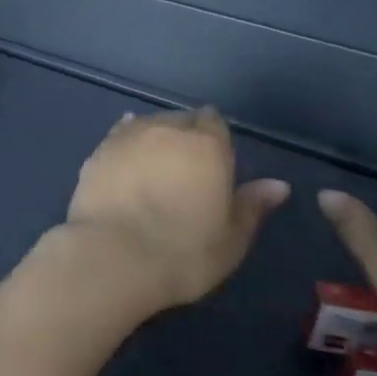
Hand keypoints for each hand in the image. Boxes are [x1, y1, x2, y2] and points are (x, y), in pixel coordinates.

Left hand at [66, 107, 289, 310]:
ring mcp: (128, 136)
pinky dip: (127, 145)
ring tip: (156, 167)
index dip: (215, 138)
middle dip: (186, 136)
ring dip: (155, 139)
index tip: (214, 162)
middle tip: (186, 169)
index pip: (214, 122)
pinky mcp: (98, 150)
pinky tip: (127, 156)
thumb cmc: (184, 252)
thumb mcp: (231, 238)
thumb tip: (278, 185)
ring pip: (148, 125)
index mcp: (206, 144)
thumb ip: (252, 205)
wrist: (114, 255)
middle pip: (180, 120)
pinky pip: (119, 136)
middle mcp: (166, 129)